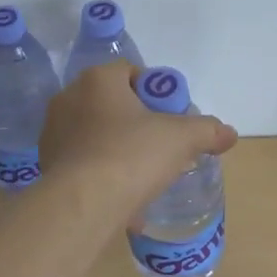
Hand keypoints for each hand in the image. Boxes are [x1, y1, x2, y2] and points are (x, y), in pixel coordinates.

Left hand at [40, 63, 238, 227]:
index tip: (169, 116)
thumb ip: (207, 130)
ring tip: (139, 176)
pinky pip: (81, 162)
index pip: (130, 72)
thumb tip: (229, 133)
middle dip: (134, 122)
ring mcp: (53, 132)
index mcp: (98, 79)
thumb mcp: (181, 139)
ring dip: (115, 148)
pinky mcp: (46, 164)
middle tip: (158, 145)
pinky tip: (120, 198)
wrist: (82, 204)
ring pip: (94, 133)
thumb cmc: (132, 155)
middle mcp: (69, 98)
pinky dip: (99, 174)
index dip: (154, 91)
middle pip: (111, 102)